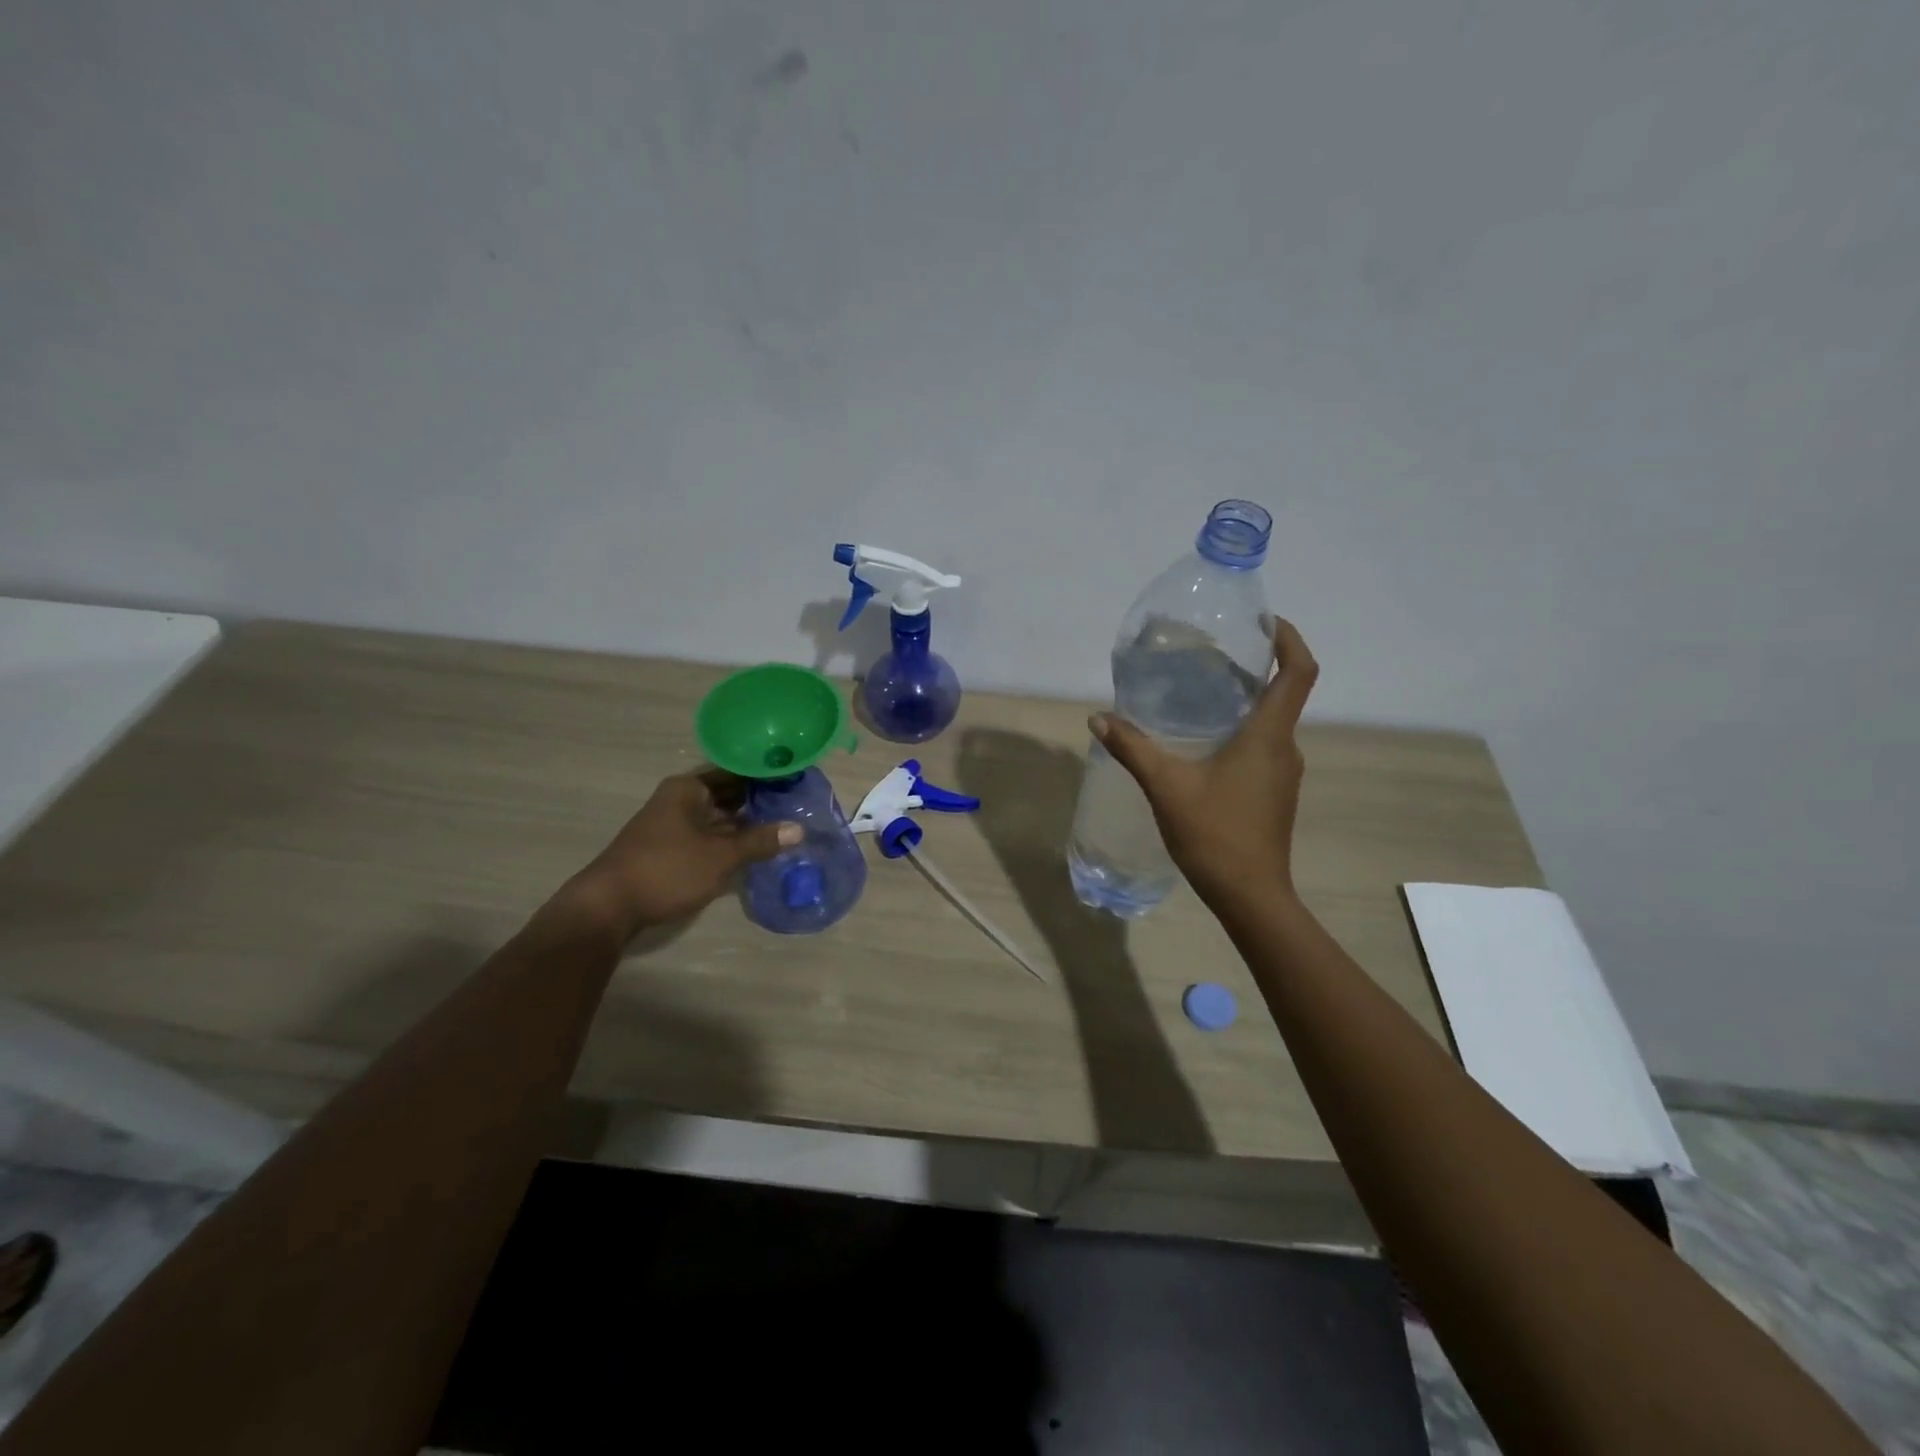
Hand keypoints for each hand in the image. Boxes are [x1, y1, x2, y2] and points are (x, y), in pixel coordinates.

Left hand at [564, 769, 800, 938]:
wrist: (608, 907)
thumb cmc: (666, 869)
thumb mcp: (720, 856)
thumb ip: (760, 841)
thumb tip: (800, 829)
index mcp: (689, 788)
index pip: (736, 770)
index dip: (766, 775)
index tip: (797, 780)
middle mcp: (681, 800)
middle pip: (729, 794)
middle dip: (760, 801)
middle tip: (799, 805)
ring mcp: (674, 825)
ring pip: (720, 817)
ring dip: (747, 824)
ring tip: (787, 826)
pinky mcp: (672, 849)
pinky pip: (710, 836)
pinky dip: (731, 840)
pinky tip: (757, 849)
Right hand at [1091, 617, 1317, 913]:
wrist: (1250, 896)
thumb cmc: (1215, 835)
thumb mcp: (1166, 787)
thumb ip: (1133, 748)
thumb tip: (1099, 717)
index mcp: (1268, 736)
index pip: (1298, 672)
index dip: (1289, 639)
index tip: (1266, 621)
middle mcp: (1284, 748)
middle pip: (1284, 693)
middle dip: (1257, 667)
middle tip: (1214, 655)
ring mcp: (1283, 773)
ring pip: (1272, 722)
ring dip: (1247, 701)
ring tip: (1203, 694)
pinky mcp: (1275, 793)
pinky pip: (1264, 747)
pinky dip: (1243, 731)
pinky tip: (1205, 743)